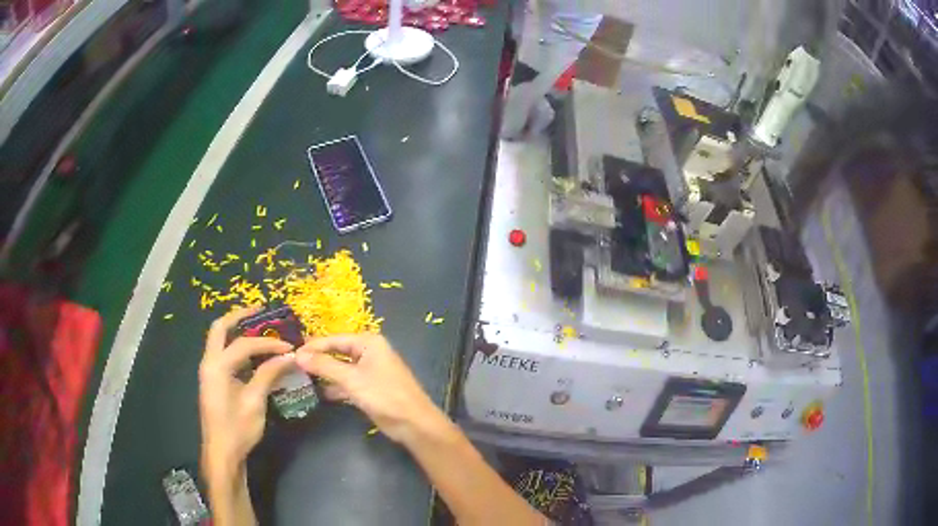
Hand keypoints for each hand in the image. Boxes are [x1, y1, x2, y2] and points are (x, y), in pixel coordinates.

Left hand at [199, 309, 295, 473]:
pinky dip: (237, 348)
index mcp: (217, 366)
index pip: (244, 344)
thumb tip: (289, 357)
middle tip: (261, 311)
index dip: (268, 344)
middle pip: (220, 328)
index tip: (289, 348)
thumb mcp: (255, 401)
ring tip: (258, 327)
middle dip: (239, 316)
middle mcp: (209, 362)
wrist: (221, 453)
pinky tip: (253, 355)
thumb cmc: (237, 429)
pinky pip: (223, 355)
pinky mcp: (213, 381)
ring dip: (237, 331)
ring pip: (219, 340)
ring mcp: (209, 372)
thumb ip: (268, 374)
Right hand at [295, 334, 443, 443]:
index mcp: (369, 343)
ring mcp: (370, 371)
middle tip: (293, 364)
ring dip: (324, 373)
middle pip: (337, 352)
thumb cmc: (384, 395)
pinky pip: (347, 383)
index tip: (291, 353)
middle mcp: (369, 353)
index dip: (313, 346)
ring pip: (341, 369)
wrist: (413, 423)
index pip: (334, 339)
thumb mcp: (351, 379)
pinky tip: (318, 392)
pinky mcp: (369, 389)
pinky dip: (334, 387)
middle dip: (317, 359)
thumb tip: (298, 355)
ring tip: (300, 377)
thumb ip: (324, 366)